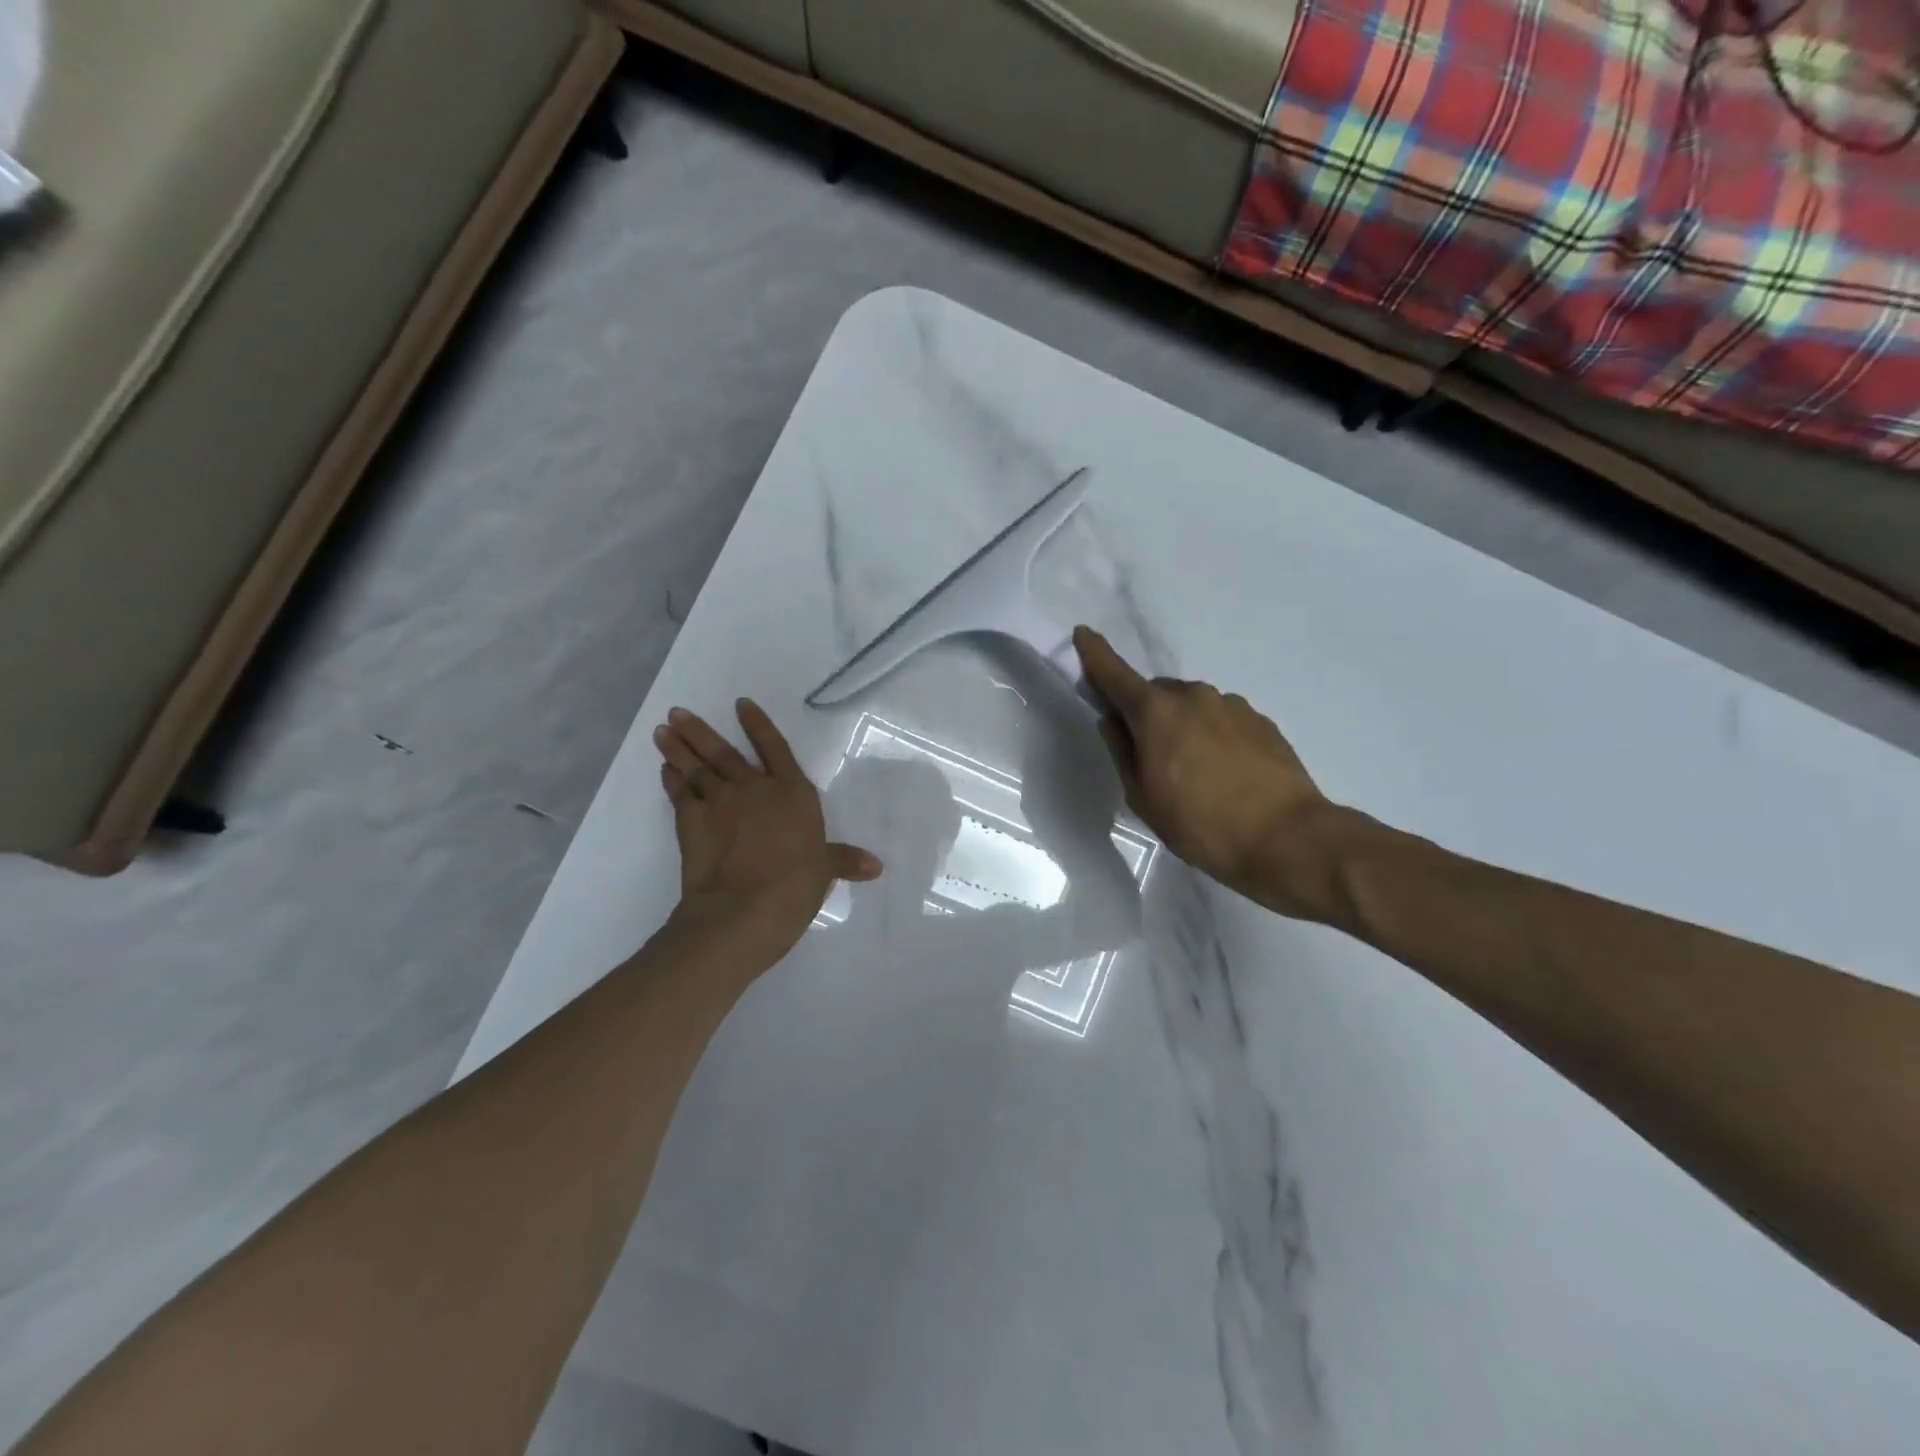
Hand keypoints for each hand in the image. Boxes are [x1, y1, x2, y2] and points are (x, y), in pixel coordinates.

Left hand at [654, 700, 881, 961]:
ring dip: (679, 749)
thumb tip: (876, 867)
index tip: (740, 704)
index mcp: (792, 792)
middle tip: (676, 713)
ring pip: (697, 768)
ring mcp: (719, 803)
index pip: (775, 748)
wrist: (743, 909)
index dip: (758, 725)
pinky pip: (680, 794)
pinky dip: (671, 780)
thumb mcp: (824, 871)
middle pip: (725, 753)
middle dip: (700, 731)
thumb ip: (844, 860)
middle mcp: (754, 789)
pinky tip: (665, 769)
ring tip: (661, 730)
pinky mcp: (691, 823)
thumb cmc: (795, 885)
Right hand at [1074, 627, 1338, 917]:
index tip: (1082, 633)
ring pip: (1192, 707)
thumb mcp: (1144, 798)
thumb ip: (1123, 753)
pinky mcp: (1261, 722)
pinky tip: (1223, 774)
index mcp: (1157, 712)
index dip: (1095, 654)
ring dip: (1183, 727)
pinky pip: (1222, 720)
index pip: (1116, 675)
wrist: (1287, 837)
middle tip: (1150, 757)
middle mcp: (1194, 696)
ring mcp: (1232, 705)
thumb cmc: (1200, 824)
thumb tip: (1113, 722)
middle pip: (1156, 694)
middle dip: (1146, 714)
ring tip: (1193, 773)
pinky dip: (1213, 737)